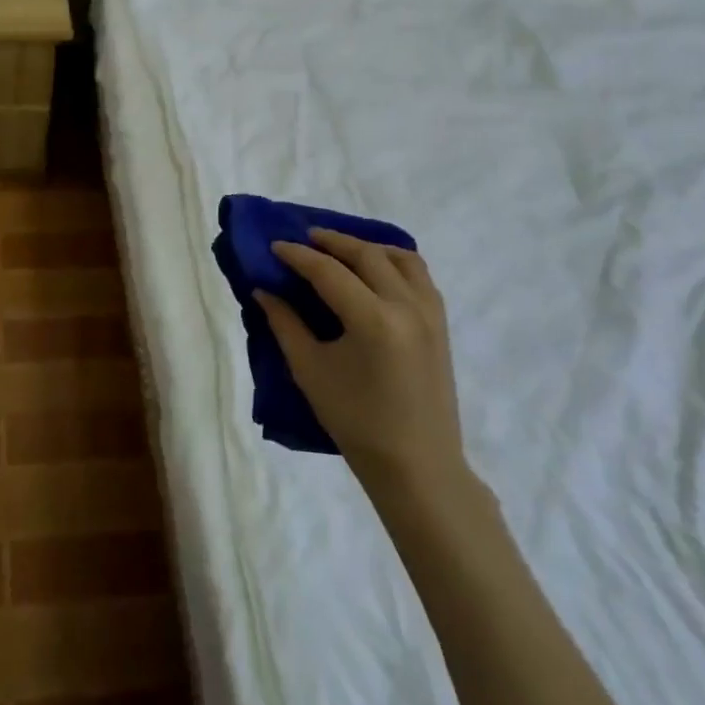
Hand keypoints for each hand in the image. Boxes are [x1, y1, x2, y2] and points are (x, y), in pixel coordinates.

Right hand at [256, 230, 471, 506]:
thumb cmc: (356, 422)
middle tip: (304, 237)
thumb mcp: (310, 371)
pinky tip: (375, 271)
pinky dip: (395, 262)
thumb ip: (285, 324)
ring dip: (367, 246)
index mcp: (373, 320)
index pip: (328, 271)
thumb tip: (263, 290)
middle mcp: (406, 306)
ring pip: (401, 258)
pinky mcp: (440, 324)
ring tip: (341, 249)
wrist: (417, 466)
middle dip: (331, 241)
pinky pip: (419, 276)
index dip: (298, 256)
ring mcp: (430, 314)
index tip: (275, 246)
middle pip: (366, 255)